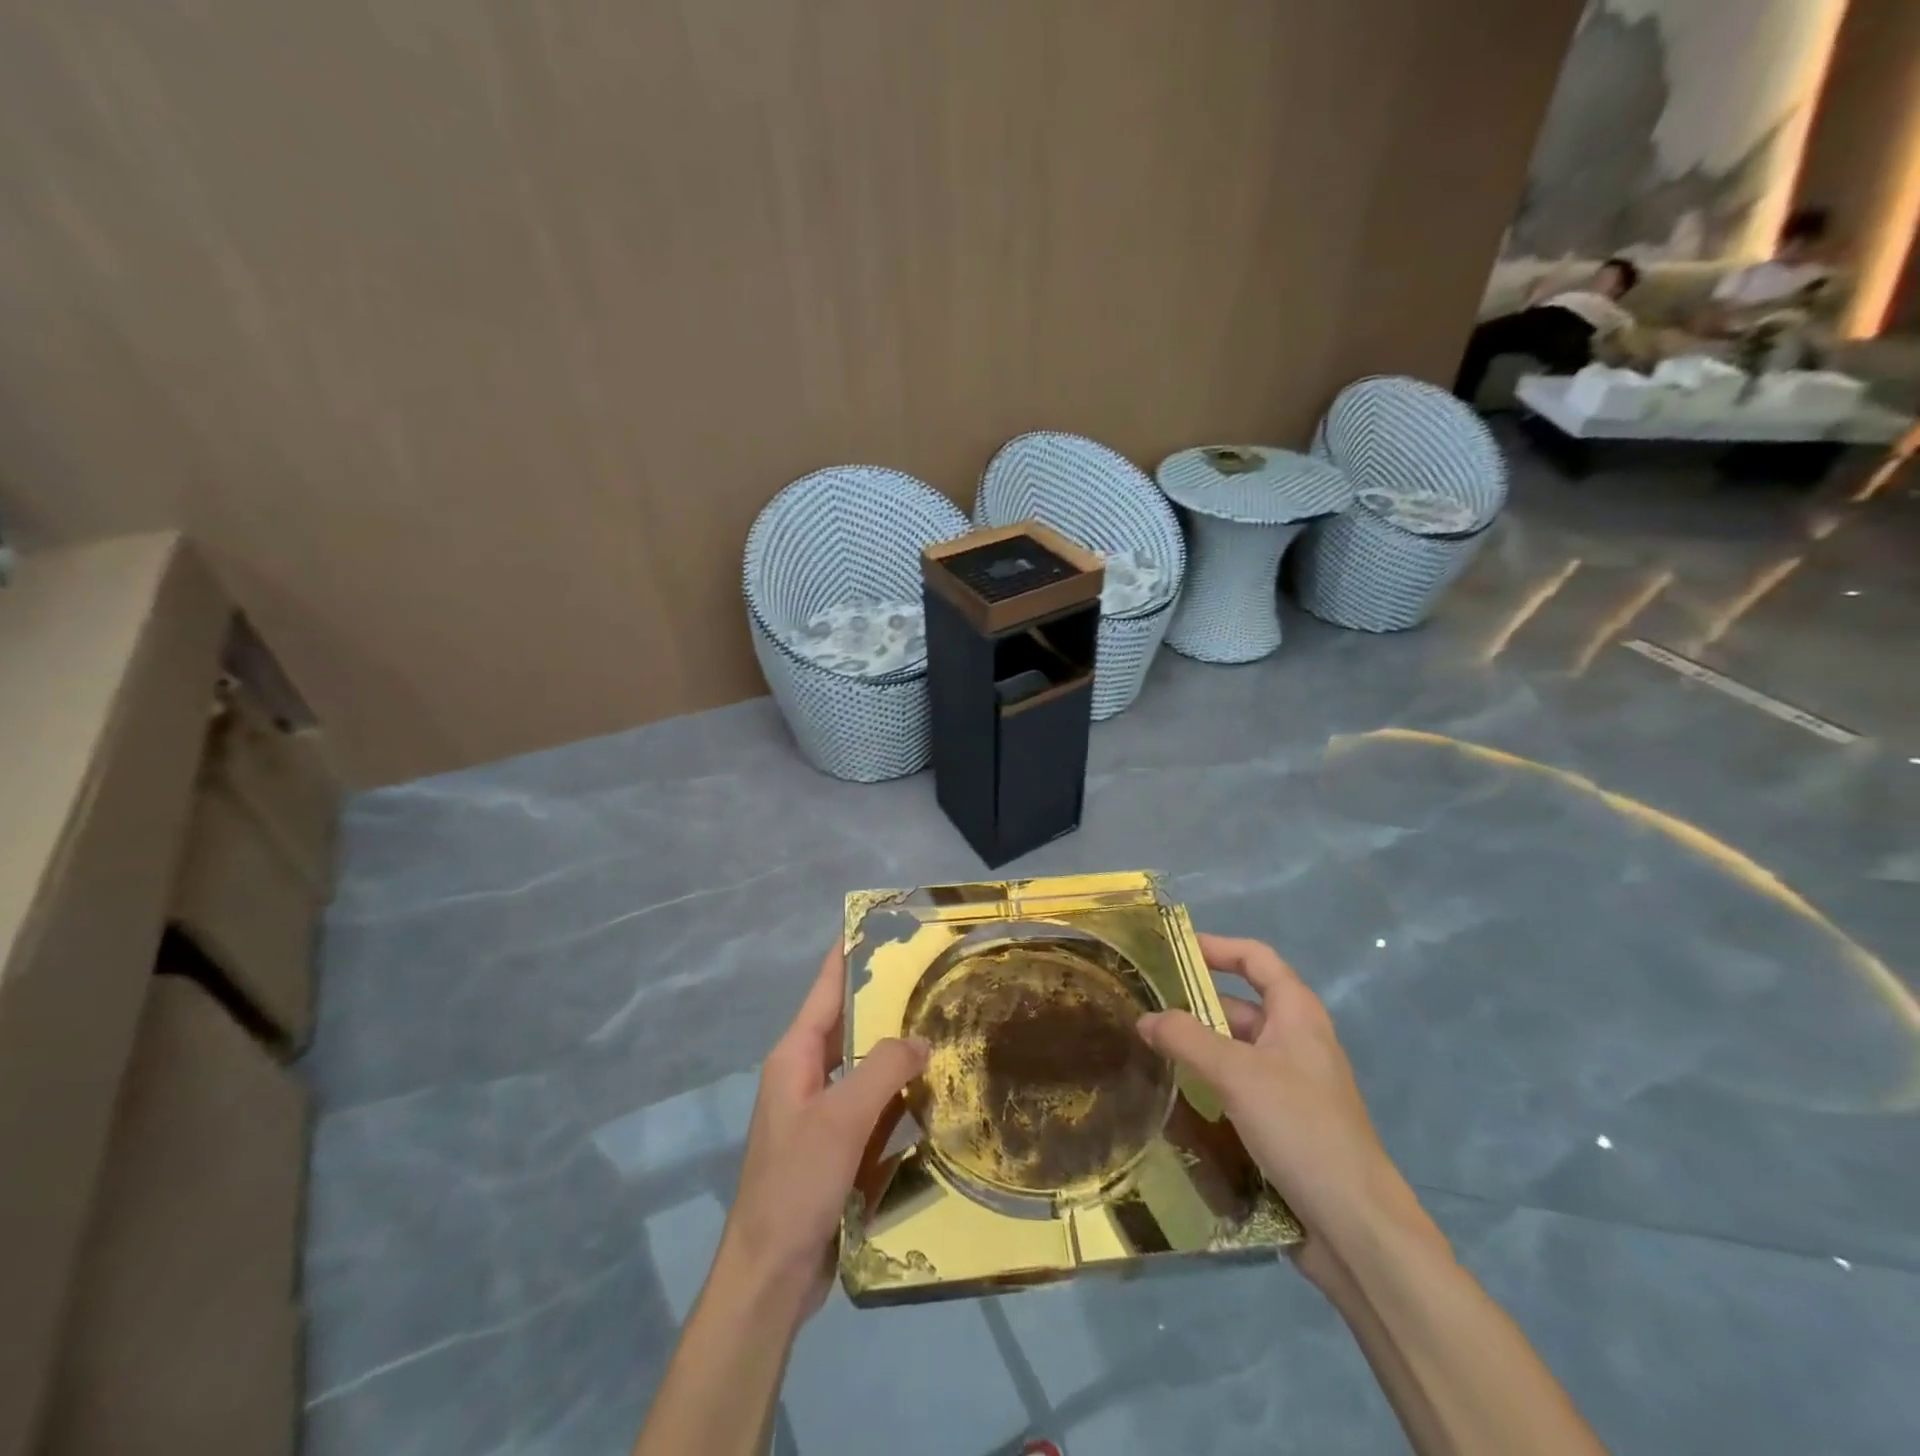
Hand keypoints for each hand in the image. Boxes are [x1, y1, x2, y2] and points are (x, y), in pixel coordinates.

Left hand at [716, 941, 927, 1319]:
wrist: (770, 1273)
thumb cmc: (798, 1182)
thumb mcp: (843, 1118)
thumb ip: (884, 1069)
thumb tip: (920, 1038)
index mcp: (795, 1055)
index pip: (827, 988)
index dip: (850, 954)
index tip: (881, 924)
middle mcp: (805, 1074)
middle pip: (850, 1023)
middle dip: (887, 1000)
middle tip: (934, 976)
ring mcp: (819, 1111)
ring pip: (864, 1065)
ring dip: (897, 1049)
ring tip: (944, 1026)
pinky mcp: (834, 1144)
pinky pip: (871, 1104)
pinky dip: (897, 1093)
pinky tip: (932, 1092)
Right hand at [1136, 934, 1403, 1265]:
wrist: (1356, 1226)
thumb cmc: (1300, 1128)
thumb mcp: (1235, 1074)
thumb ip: (1186, 1039)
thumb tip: (1145, 1019)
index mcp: (1297, 1014)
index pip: (1255, 959)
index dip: (1216, 946)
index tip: (1171, 950)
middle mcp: (1296, 1040)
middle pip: (1240, 1004)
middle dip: (1194, 1003)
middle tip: (1144, 1009)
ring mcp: (1292, 1083)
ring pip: (1236, 1048)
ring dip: (1198, 1047)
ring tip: (1149, 1051)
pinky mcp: (1285, 1121)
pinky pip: (1239, 1086)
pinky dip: (1210, 1082)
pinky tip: (1178, 1095)